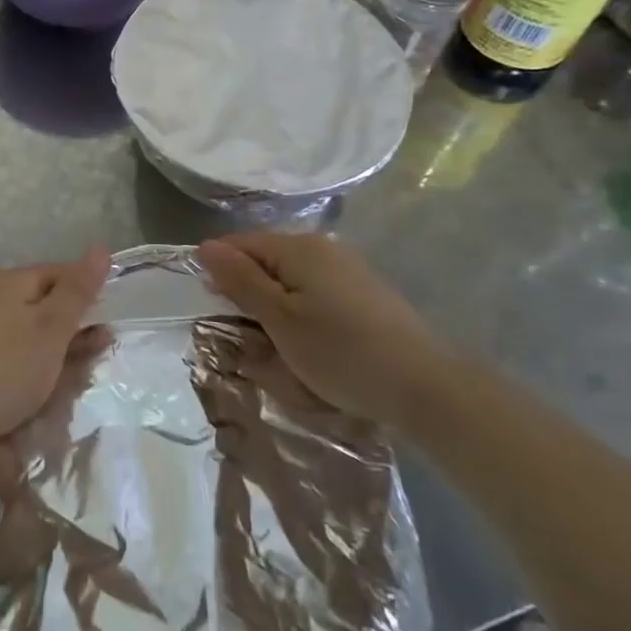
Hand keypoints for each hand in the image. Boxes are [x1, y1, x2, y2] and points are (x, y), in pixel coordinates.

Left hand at [0, 247, 110, 463]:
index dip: (88, 296)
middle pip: (45, 309)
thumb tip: (100, 247)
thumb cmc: (3, 368)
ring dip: (53, 363)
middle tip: (91, 366)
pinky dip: (28, 378)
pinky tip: (35, 399)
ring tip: (67, 389)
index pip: (61, 274)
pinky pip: (10, 362)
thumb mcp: (51, 328)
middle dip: (72, 337)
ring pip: (29, 340)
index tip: (109, 328)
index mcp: (12, 282)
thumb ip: (78, 290)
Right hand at [197, 231, 450, 428]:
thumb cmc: (340, 352)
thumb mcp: (279, 320)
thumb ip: (240, 280)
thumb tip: (205, 246)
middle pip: (264, 260)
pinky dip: (299, 314)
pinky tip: (308, 344)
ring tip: (274, 347)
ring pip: (289, 280)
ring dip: (272, 308)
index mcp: (298, 247)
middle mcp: (322, 248)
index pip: (239, 244)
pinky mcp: (363, 293)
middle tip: (244, 337)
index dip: (218, 273)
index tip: (213, 311)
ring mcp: (346, 269)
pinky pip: (313, 293)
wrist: (425, 387)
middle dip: (245, 293)